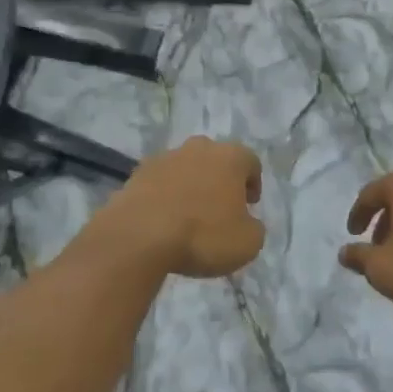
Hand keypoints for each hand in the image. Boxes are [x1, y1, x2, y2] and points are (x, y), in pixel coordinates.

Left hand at [101, 137, 264, 277]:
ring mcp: (165, 157)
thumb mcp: (247, 243)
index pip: (251, 162)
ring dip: (191, 186)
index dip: (253, 184)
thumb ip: (254, 228)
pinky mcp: (138, 173)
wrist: (139, 236)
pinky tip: (164, 220)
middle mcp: (199, 148)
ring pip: (186, 168)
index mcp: (230, 157)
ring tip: (189, 217)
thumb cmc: (203, 235)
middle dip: (221, 180)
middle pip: (216, 159)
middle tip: (220, 208)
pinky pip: (160, 182)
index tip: (249, 205)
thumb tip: (246, 222)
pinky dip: (166, 195)